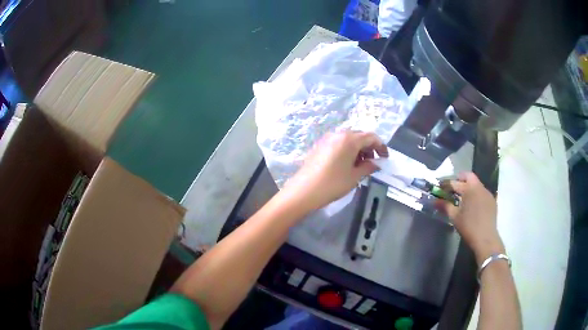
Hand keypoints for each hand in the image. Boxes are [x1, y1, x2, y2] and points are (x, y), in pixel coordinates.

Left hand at [282, 131, 387, 211]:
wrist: (303, 191)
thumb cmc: (332, 184)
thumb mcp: (354, 177)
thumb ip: (368, 167)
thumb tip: (375, 163)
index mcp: (349, 139)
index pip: (371, 137)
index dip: (381, 146)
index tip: (385, 157)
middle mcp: (338, 134)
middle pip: (359, 136)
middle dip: (369, 147)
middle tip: (373, 162)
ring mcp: (327, 139)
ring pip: (348, 139)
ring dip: (358, 149)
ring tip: (360, 165)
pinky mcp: (319, 146)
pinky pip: (338, 143)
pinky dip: (347, 150)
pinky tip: (347, 164)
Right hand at [437, 172, 504, 264]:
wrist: (485, 238)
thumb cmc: (468, 226)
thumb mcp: (454, 217)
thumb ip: (445, 206)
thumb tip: (435, 201)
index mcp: (469, 188)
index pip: (455, 182)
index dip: (446, 184)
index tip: (440, 187)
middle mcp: (479, 187)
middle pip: (468, 177)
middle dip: (459, 180)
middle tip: (452, 188)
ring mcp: (487, 193)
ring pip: (476, 184)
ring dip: (469, 187)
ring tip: (462, 197)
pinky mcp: (492, 200)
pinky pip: (482, 192)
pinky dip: (476, 194)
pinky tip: (473, 204)